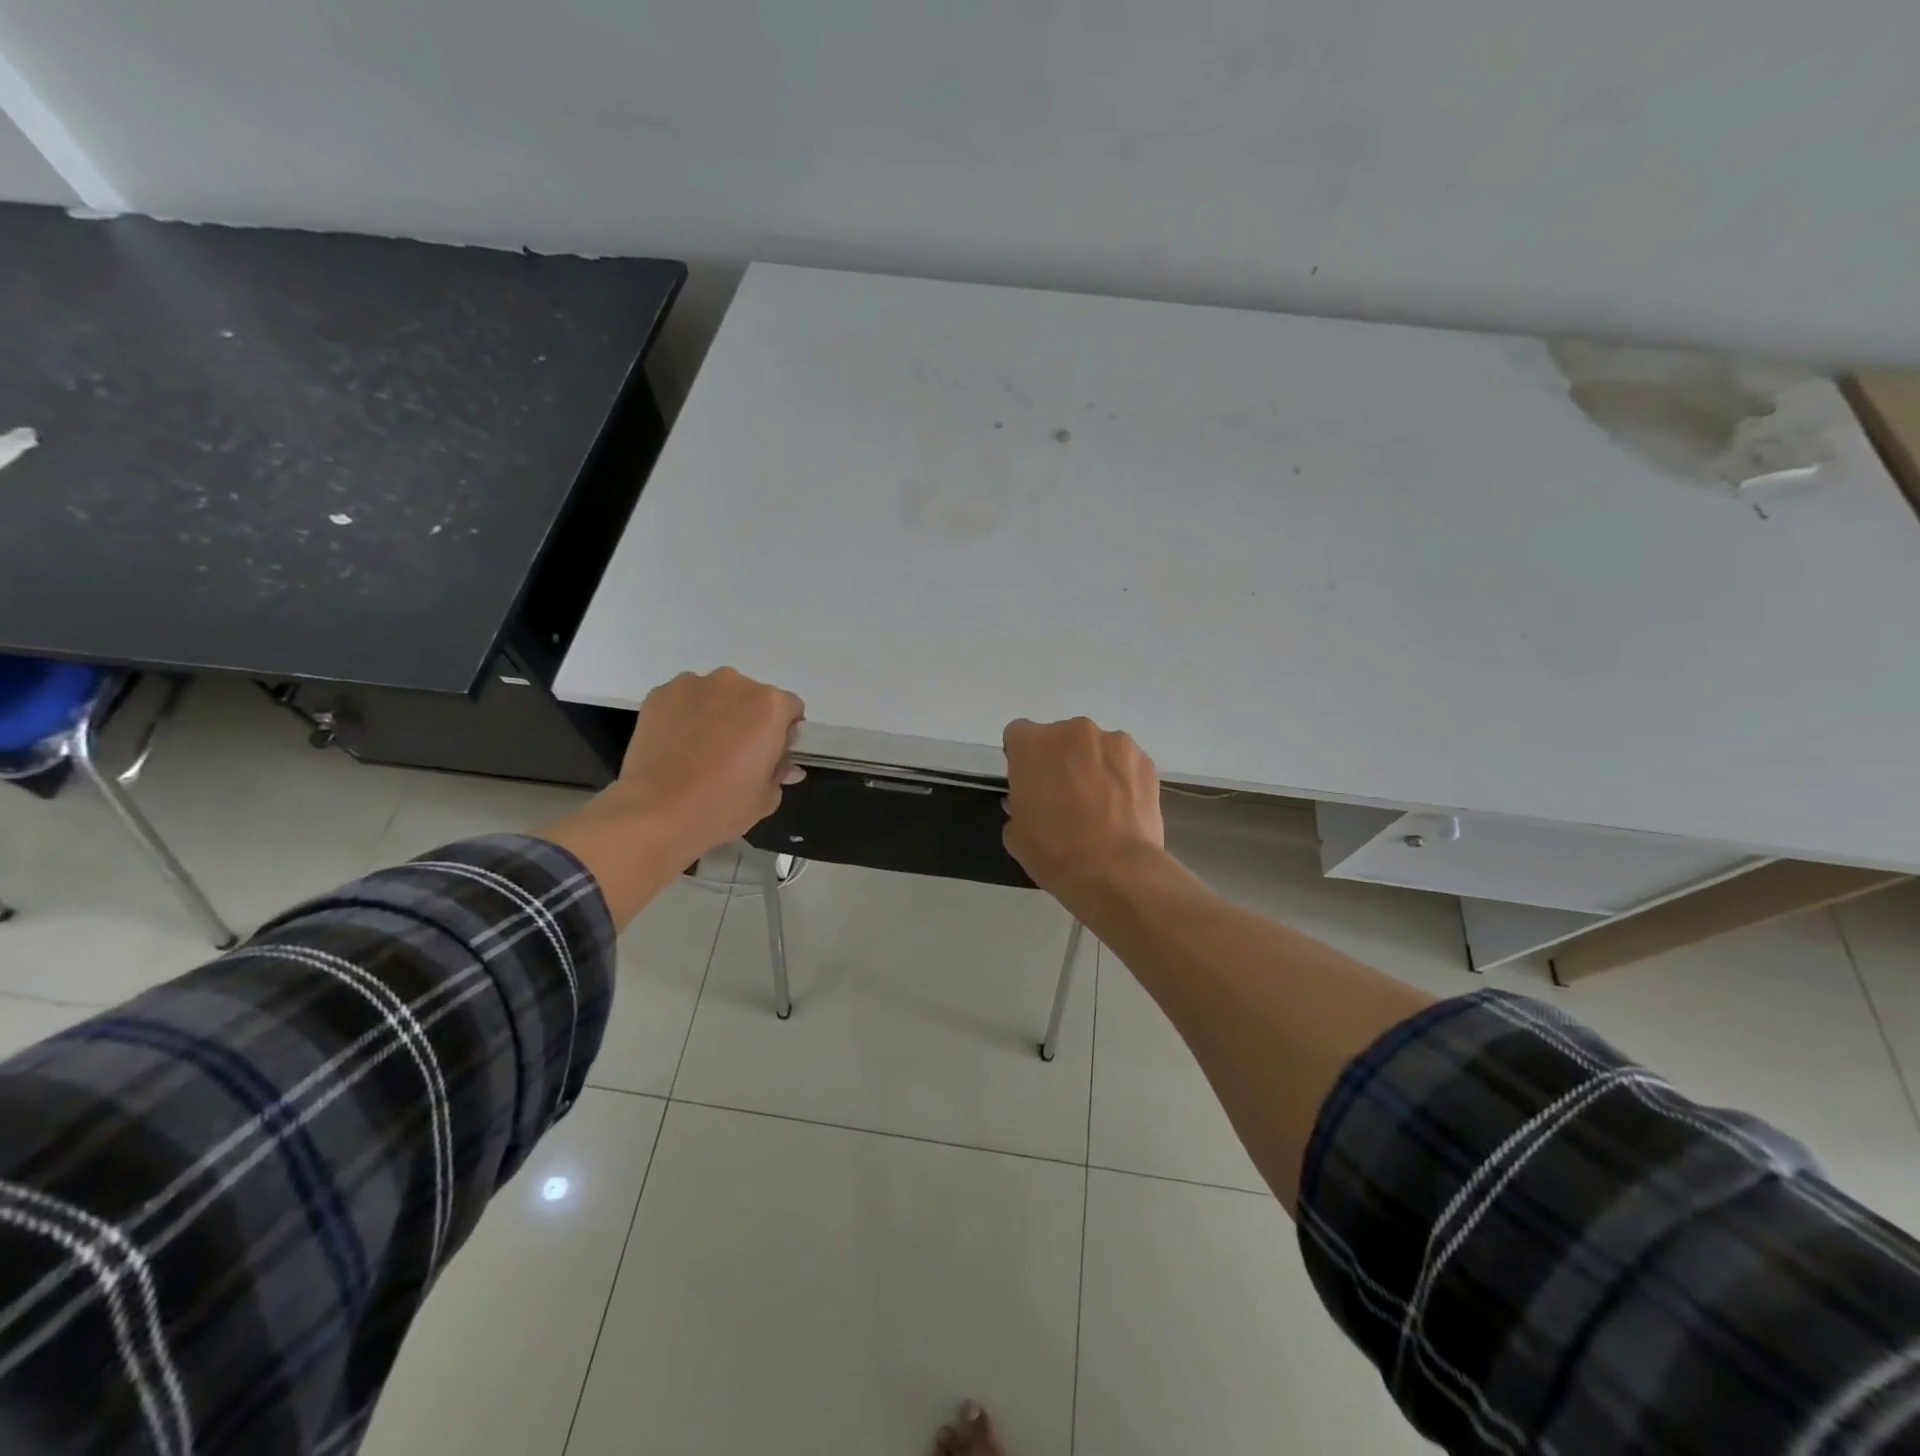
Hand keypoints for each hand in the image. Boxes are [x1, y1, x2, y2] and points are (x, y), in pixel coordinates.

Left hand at [615, 668, 805, 861]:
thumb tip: (783, 763)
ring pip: (715, 695)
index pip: (790, 709)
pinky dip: (684, 716)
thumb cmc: (722, 806)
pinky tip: (676, 746)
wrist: (655, 812)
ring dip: (715, 713)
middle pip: (751, 697)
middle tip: (733, 755)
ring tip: (699, 751)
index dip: (782, 733)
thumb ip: (780, 771)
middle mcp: (735, 684)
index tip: (768, 756)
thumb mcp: (767, 797)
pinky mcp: (659, 694)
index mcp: (771, 705)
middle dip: (748, 719)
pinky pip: (683, 700)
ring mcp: (693, 684)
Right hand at [1002, 717, 1164, 895]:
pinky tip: (1122, 810)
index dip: (1022, 759)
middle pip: (1060, 738)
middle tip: (1064, 798)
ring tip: (1100, 806)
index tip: (1029, 784)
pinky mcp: (1144, 760)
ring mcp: (1114, 742)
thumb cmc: (1054, 851)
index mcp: (1033, 744)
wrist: (1115, 871)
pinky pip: (1124, 763)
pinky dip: (1121, 778)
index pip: (1018, 735)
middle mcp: (1073, 731)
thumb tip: (1032, 802)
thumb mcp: (1015, 834)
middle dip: (1060, 761)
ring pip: (1096, 748)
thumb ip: (1018, 806)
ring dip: (1093, 766)